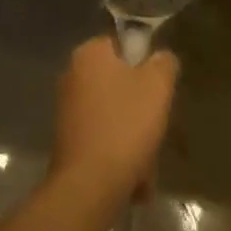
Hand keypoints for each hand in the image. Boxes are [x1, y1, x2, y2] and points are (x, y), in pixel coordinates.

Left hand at [49, 37, 179, 210]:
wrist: (88, 187)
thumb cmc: (125, 126)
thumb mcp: (158, 86)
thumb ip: (164, 63)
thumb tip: (161, 58)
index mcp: (89, 54)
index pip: (122, 44)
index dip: (144, 63)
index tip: (158, 87)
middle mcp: (72, 75)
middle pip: (119, 82)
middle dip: (140, 107)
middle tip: (156, 125)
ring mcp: (66, 109)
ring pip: (114, 115)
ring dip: (133, 136)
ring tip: (146, 162)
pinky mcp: (67, 141)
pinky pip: (102, 138)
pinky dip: (118, 153)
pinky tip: (133, 178)